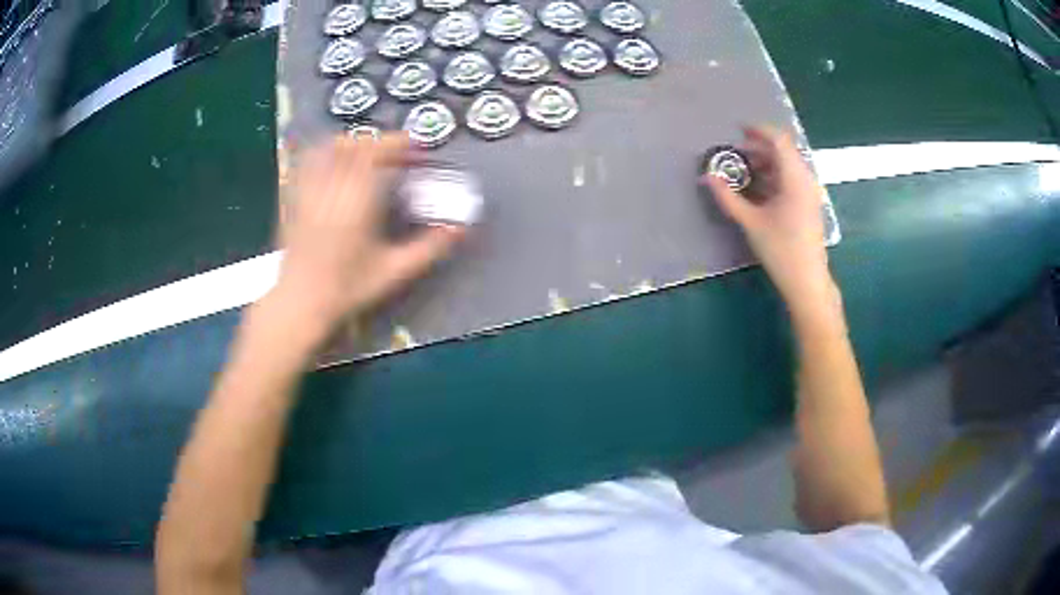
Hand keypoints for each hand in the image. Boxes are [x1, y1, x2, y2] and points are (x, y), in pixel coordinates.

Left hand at [273, 133, 463, 335]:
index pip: (376, 156)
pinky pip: (307, 163)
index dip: (396, 144)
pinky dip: (323, 153)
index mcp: (358, 203)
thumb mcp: (394, 271)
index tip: (413, 147)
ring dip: (352, 142)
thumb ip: (428, 248)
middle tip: (397, 152)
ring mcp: (309, 191)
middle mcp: (332, 189)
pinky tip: (334, 160)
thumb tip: (461, 228)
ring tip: (368, 151)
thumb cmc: (348, 288)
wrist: (301, 303)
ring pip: (329, 150)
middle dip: (379, 142)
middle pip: (354, 147)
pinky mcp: (294, 198)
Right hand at [701, 126, 833, 309]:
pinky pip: (791, 180)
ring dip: (766, 163)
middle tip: (736, 153)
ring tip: (744, 171)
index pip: (779, 140)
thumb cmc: (781, 249)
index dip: (758, 131)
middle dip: (759, 148)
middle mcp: (806, 180)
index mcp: (795, 178)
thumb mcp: (751, 222)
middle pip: (783, 151)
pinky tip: (759, 189)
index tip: (738, 130)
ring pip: (787, 166)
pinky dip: (774, 177)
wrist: (807, 281)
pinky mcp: (809, 205)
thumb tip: (707, 177)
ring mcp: (809, 193)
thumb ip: (728, 197)